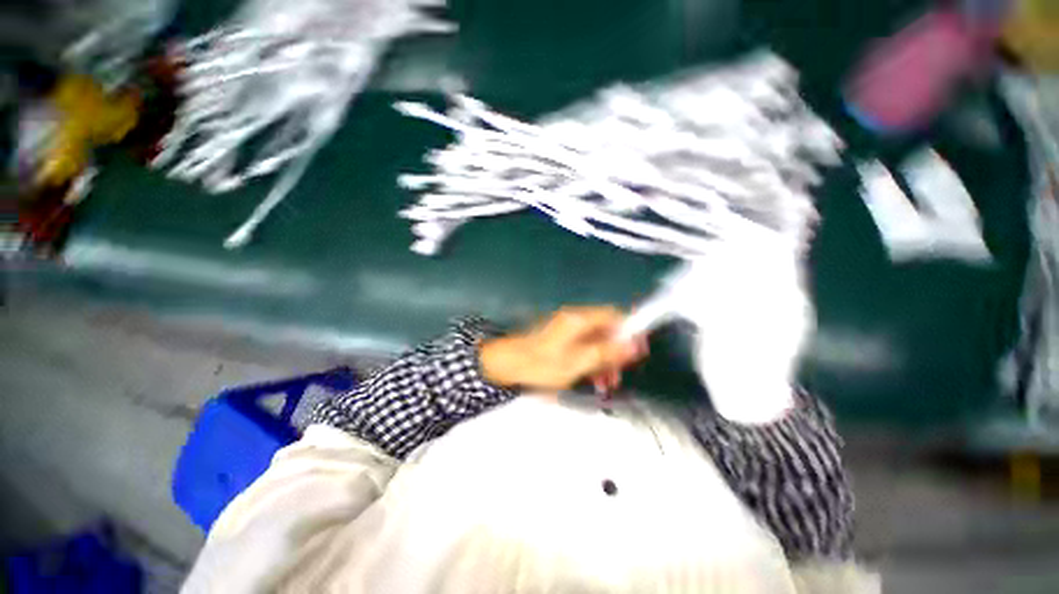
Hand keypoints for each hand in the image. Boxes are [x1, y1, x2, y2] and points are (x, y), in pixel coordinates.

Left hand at [480, 306, 646, 390]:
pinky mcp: (561, 340)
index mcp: (579, 319)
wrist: (506, 365)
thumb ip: (606, 353)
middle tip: (618, 376)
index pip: (615, 315)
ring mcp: (567, 329)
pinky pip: (583, 347)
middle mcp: (575, 319)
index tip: (639, 351)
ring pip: (596, 341)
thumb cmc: (540, 363)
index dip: (630, 330)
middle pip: (606, 330)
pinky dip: (590, 361)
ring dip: (604, 360)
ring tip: (605, 384)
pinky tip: (591, 379)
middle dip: (615, 352)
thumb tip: (634, 345)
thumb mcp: (577, 362)